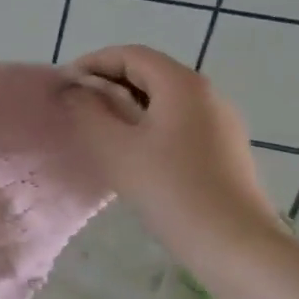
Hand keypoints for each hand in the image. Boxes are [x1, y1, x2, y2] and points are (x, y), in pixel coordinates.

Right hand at [61, 44, 283, 253]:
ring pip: (165, 98)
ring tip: (98, 126)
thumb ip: (88, 111)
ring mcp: (220, 120)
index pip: (130, 55)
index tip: (64, 84)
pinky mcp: (224, 147)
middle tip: (77, 104)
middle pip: (150, 72)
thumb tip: (75, 90)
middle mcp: (206, 93)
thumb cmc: (170, 189)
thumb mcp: (115, 148)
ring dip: (128, 103)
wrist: (234, 244)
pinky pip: (179, 120)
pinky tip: (132, 149)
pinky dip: (148, 122)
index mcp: (181, 84)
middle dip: (109, 81)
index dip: (92, 63)